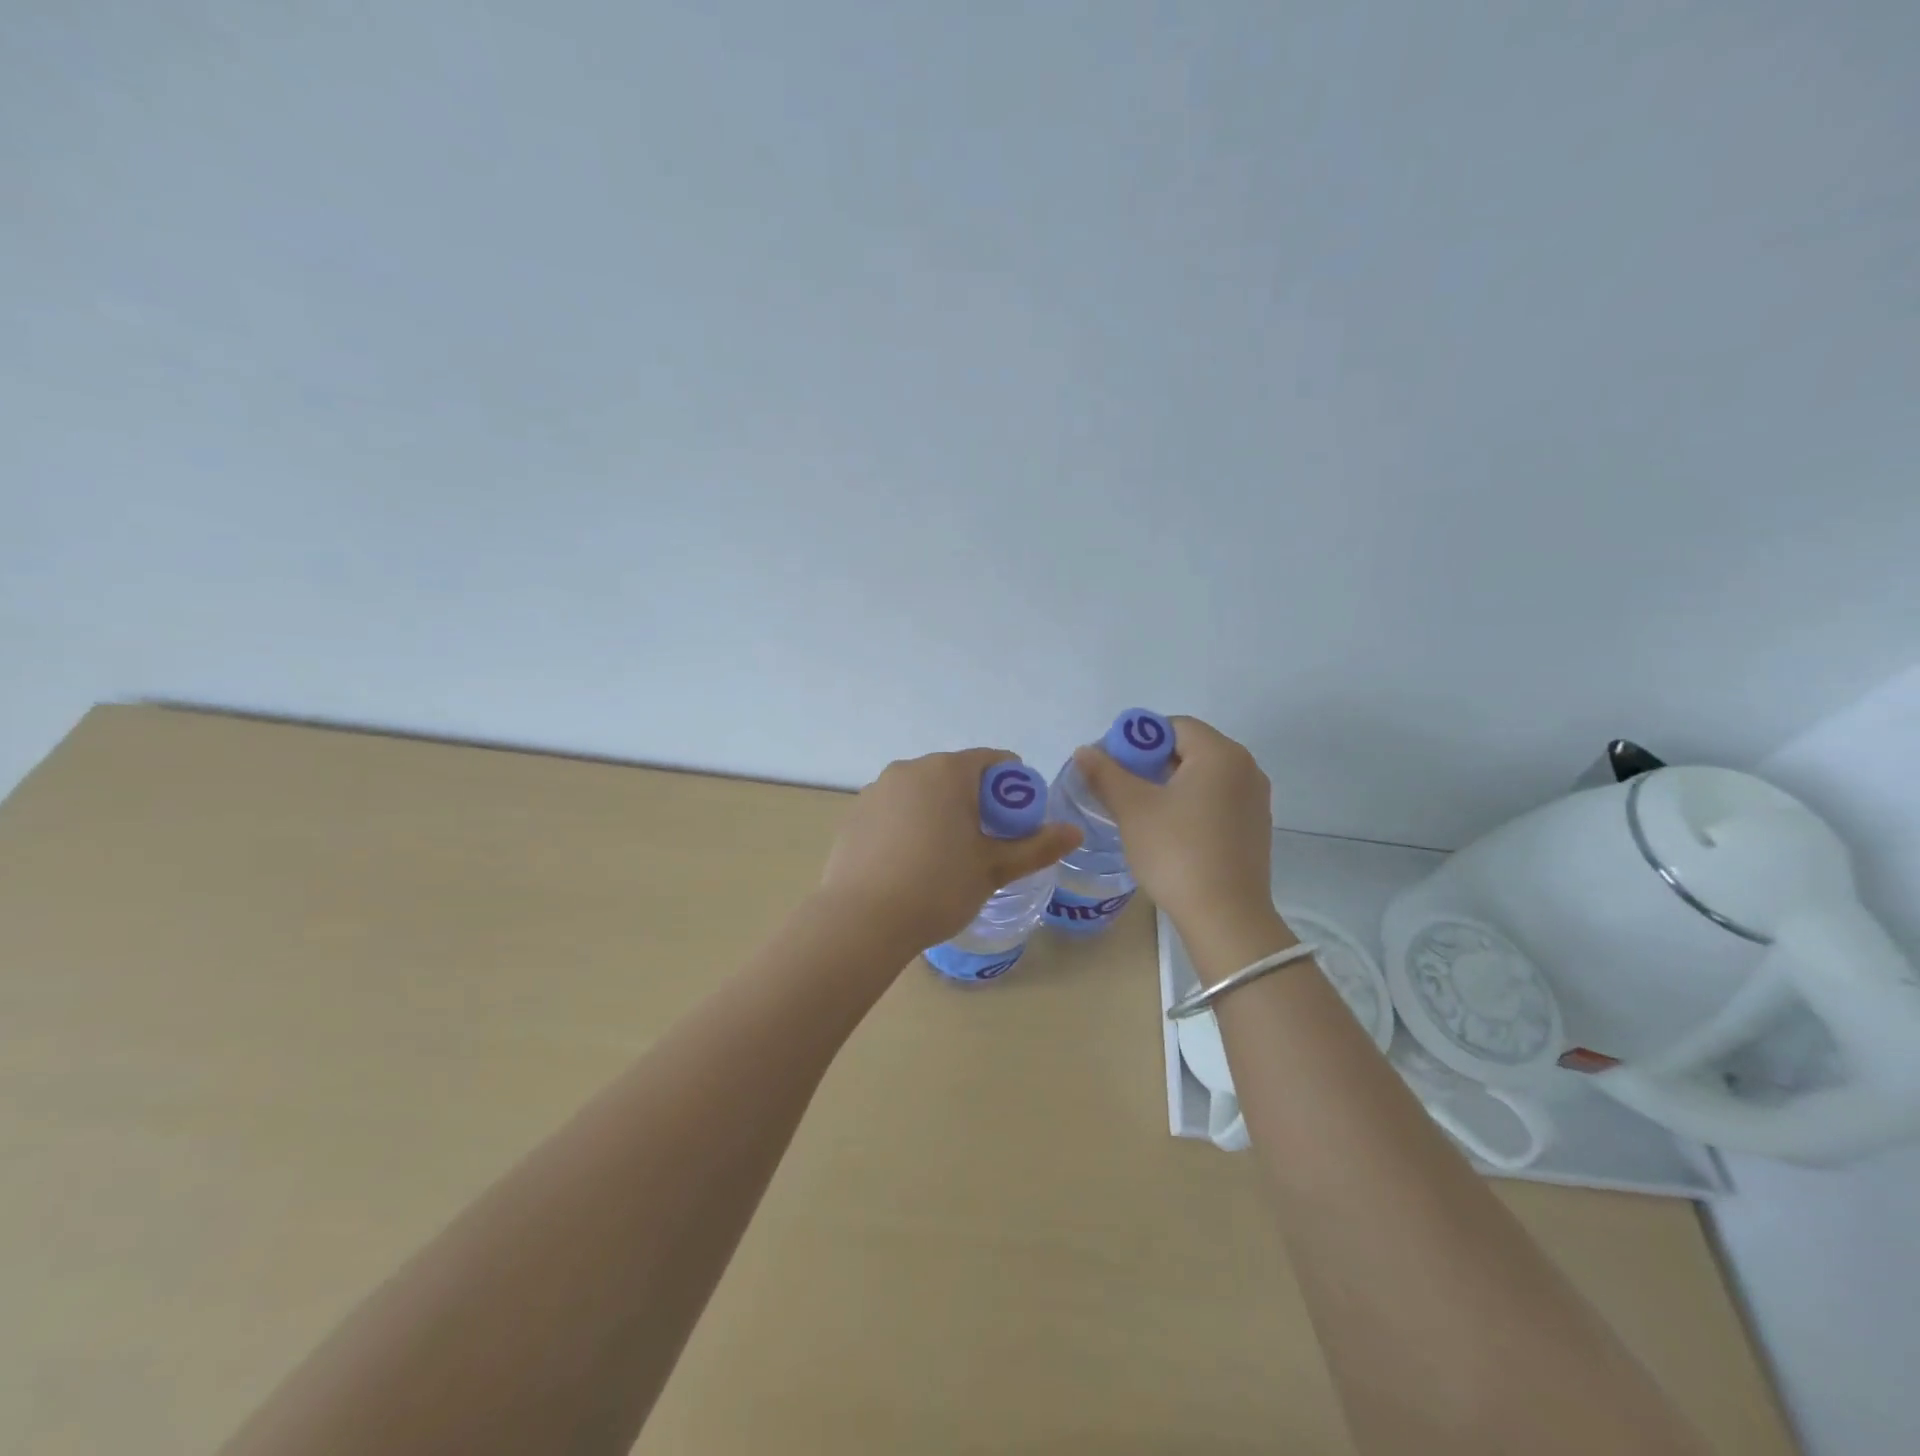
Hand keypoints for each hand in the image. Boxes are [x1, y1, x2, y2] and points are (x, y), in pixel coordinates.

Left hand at [820, 749, 1082, 952]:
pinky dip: (910, 825)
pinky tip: (909, 864)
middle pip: (957, 775)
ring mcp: (877, 790)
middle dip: (977, 802)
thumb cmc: (938, 887)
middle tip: (985, 845)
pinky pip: (895, 810)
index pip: (994, 761)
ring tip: (945, 858)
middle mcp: (910, 769)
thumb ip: (1036, 847)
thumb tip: (1075, 832)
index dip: (1014, 789)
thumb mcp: (993, 869)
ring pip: (923, 793)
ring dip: (941, 812)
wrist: (861, 921)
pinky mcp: (855, 814)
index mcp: (948, 771)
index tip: (1015, 824)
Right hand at [1072, 717, 1275, 943]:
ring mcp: (1255, 800)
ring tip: (1140, 810)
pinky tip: (1169, 831)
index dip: (1138, 739)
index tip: (1113, 764)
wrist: (1225, 916)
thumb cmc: (1176, 852)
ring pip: (1203, 776)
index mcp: (1221, 754)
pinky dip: (1190, 804)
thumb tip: (1086, 750)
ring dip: (1170, 784)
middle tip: (1120, 787)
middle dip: (1151, 762)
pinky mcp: (1255, 828)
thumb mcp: (1132, 808)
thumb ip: (1106, 773)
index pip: (1174, 726)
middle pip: (1190, 749)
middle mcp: (1246, 768)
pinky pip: (1217, 800)